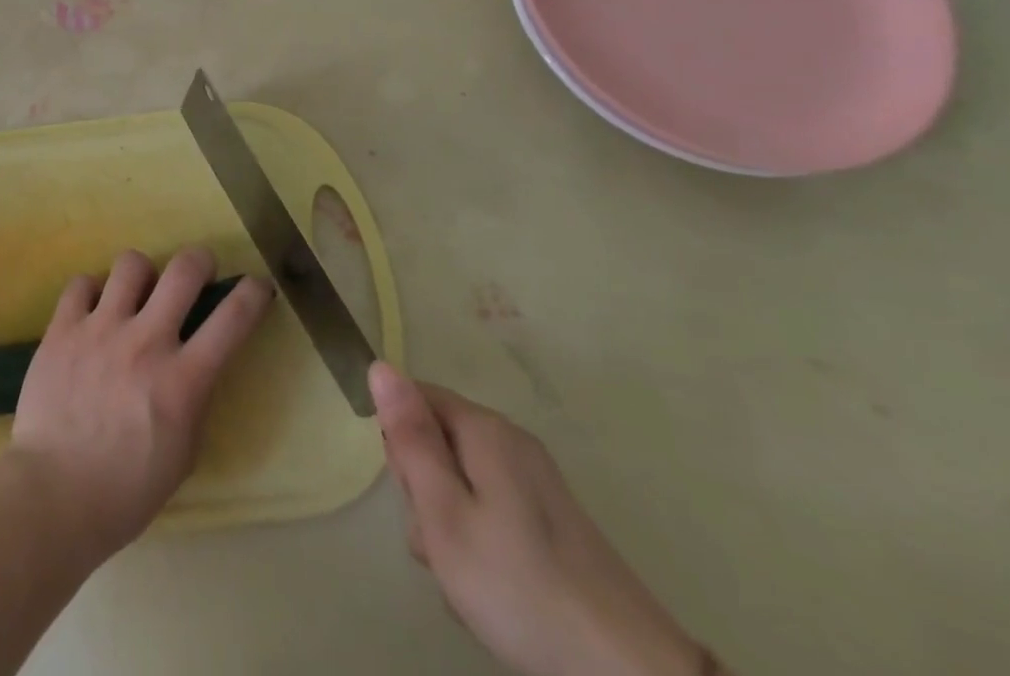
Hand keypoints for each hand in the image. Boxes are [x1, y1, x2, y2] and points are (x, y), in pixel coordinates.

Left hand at [0, 248, 273, 563]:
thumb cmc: (126, 490)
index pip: (232, 319)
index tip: (256, 286)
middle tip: (197, 272)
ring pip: (131, 263)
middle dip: (199, 260)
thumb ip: (194, 400)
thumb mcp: (183, 454)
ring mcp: (101, 329)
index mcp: (183, 381)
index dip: (252, 294)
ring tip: (136, 293)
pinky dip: (92, 292)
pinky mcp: (63, 328)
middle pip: (183, 270)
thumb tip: (195, 363)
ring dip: (142, 274)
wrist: (53, 496)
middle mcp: (146, 342)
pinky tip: (92, 312)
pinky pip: (82, 283)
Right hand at [371, 365, 710, 675]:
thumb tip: (380, 365)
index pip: (414, 398)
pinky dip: (479, 545)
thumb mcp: (444, 512)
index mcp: (484, 429)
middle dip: (424, 491)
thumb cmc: (519, 585)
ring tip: (465, 579)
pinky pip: (490, 513)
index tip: (415, 495)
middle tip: (441, 542)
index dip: (400, 442)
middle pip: (437, 441)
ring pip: (460, 484)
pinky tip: (490, 592)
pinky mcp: (552, 525)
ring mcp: (535, 485)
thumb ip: (410, 437)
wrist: (629, 675)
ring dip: (448, 526)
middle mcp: (511, 443)